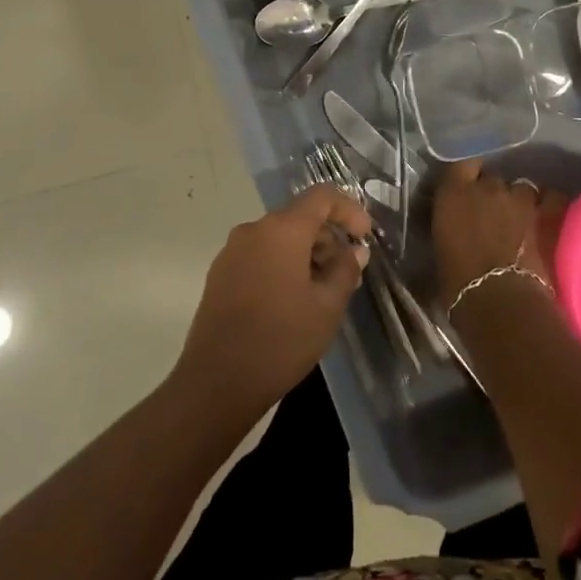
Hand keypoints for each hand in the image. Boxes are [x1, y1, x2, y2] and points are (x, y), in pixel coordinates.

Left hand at [176, 187, 371, 412]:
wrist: (216, 383)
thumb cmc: (280, 340)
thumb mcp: (327, 307)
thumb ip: (345, 270)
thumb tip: (353, 252)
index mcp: (282, 230)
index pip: (321, 196)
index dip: (349, 210)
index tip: (364, 237)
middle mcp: (254, 230)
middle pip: (299, 217)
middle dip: (327, 238)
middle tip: (347, 274)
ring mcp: (232, 251)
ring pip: (279, 238)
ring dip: (306, 254)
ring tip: (322, 292)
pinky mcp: (220, 274)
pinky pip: (260, 255)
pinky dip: (282, 265)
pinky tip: (292, 300)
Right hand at [431, 161, 566, 308]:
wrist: (502, 304)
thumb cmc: (459, 285)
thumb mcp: (441, 250)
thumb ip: (449, 227)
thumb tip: (454, 229)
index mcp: (455, 192)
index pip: (462, 163)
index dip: (467, 174)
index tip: (466, 187)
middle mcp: (488, 186)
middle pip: (492, 178)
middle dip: (491, 193)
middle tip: (491, 216)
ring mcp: (521, 198)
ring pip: (522, 188)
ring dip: (519, 201)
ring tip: (521, 221)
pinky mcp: (550, 213)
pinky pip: (551, 198)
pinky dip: (548, 205)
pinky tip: (547, 217)